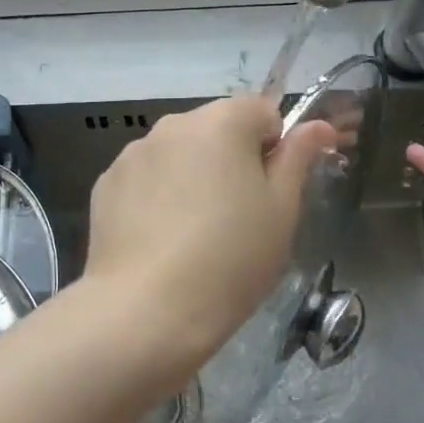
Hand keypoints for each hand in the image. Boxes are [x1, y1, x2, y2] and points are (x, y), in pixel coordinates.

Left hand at [85, 96, 336, 379]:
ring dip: (192, 176)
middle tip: (239, 218)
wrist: (147, 310)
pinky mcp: (105, 184)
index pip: (262, 112)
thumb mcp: (282, 211)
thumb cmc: (230, 259)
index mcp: (221, 121)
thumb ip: (299, 158)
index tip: (272, 193)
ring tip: (194, 234)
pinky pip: (145, 179)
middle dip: (232, 160)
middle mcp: (173, 124)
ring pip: (178, 154)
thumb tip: (318, 125)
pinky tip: (160, 241)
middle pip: (216, 130)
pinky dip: (157, 196)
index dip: (275, 148)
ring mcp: (133, 153)